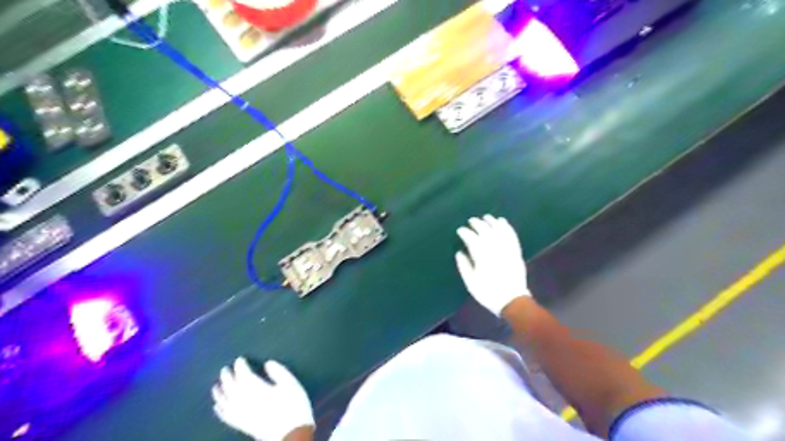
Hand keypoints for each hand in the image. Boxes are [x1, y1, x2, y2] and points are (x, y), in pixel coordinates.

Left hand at [213, 358, 314, 440]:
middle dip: (227, 376)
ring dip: (219, 392)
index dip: (240, 365)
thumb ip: (279, 371)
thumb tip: (268, 363)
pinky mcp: (242, 425)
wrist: (291, 435)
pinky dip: (220, 410)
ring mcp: (241, 414)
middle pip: (231, 386)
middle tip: (225, 368)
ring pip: (225, 401)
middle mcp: (244, 400)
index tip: (240, 359)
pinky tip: (217, 406)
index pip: (243, 374)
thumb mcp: (291, 384)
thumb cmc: (293, 406)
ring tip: (216, 385)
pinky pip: (226, 416)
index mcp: (256, 388)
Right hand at [455, 213, 532, 313]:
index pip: (472, 239)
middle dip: (477, 224)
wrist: (512, 301)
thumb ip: (464, 266)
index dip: (465, 233)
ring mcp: (507, 249)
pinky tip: (503, 222)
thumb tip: (459, 252)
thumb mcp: (471, 282)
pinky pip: (511, 235)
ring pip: (499, 230)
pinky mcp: (516, 252)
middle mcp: (495, 249)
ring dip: (492, 222)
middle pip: (485, 231)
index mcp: (482, 257)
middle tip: (471, 221)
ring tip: (486, 217)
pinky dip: (507, 227)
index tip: (460, 230)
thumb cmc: (488, 293)